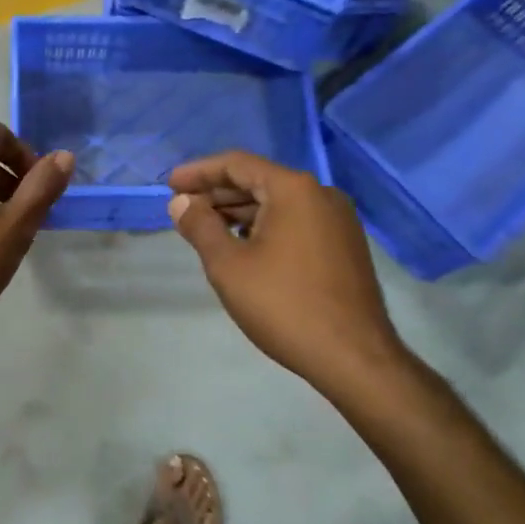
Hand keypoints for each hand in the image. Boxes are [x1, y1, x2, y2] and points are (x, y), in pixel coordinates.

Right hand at [168, 151, 406, 398]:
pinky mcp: (344, 246)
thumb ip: (200, 226)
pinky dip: (264, 226)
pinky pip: (295, 222)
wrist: (355, 359)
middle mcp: (321, 195)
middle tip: (183, 208)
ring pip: (277, 204)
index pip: (237, 164)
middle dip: (217, 193)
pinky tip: (243, 247)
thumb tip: (181, 203)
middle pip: (258, 181)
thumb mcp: (228, 265)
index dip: (199, 172)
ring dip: (239, 212)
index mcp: (294, 190)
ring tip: (206, 229)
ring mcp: (338, 221)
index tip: (170, 185)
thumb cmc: (284, 305)